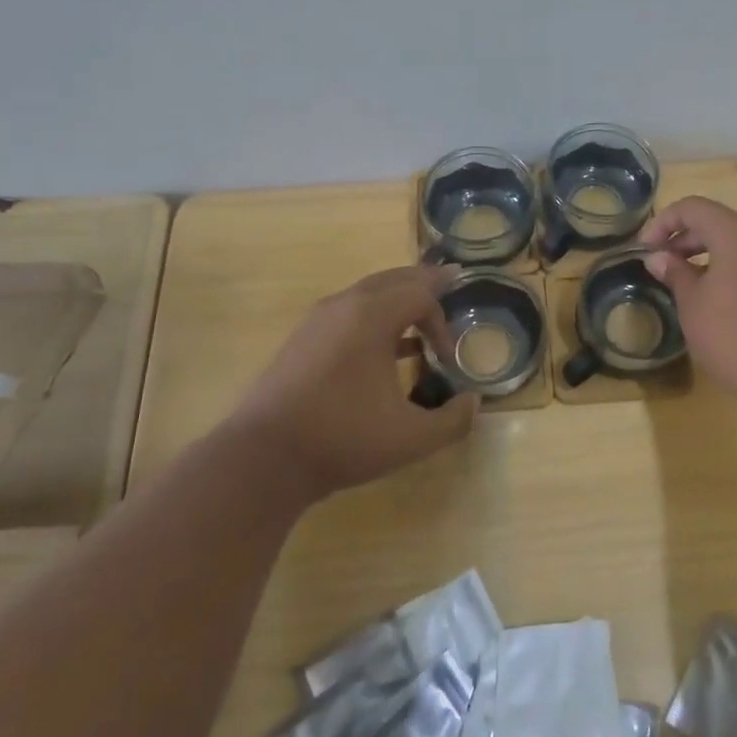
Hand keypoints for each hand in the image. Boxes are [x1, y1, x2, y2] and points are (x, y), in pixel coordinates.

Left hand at [230, 265, 478, 499]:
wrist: (263, 458)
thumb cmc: (342, 438)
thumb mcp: (411, 438)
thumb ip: (453, 420)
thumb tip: (473, 402)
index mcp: (371, 316)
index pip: (420, 295)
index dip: (442, 322)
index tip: (447, 359)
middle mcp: (344, 305)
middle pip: (393, 278)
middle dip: (424, 282)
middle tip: (449, 280)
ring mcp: (317, 321)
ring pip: (367, 292)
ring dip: (397, 298)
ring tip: (417, 316)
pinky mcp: (301, 340)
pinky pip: (347, 312)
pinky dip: (372, 316)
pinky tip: (381, 349)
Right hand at [640, 197, 736, 416]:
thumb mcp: (694, 307)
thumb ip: (675, 274)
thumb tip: (660, 257)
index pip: (692, 207)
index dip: (663, 223)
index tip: (645, 250)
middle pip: (720, 221)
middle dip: (687, 239)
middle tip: (665, 266)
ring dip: (712, 253)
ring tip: (692, 284)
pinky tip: (726, 299)